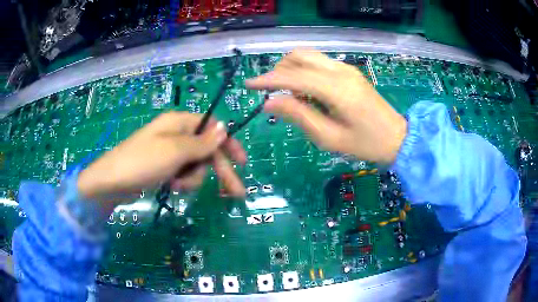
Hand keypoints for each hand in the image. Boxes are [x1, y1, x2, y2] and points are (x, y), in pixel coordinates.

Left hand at [77, 112, 246, 207]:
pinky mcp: (163, 167)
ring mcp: (169, 152)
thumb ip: (201, 142)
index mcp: (179, 123)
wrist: (111, 183)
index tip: (242, 162)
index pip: (211, 127)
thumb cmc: (142, 162)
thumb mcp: (175, 151)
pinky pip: (183, 173)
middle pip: (206, 150)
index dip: (228, 143)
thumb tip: (224, 127)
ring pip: (195, 165)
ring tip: (179, 185)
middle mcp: (175, 135)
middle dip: (219, 171)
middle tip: (236, 194)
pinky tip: (174, 187)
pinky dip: (183, 182)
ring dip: (194, 178)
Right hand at [246, 49, 406, 163]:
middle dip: (279, 71)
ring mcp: (345, 68)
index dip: (268, 80)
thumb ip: (298, 116)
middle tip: (276, 95)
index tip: (248, 85)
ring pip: (308, 56)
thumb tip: (269, 103)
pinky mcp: (348, 70)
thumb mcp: (329, 137)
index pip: (293, 76)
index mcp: (336, 89)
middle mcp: (340, 71)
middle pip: (298, 56)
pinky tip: (309, 92)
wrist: (396, 138)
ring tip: (293, 96)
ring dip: (292, 70)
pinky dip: (305, 72)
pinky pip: (318, 63)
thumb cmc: (365, 144)